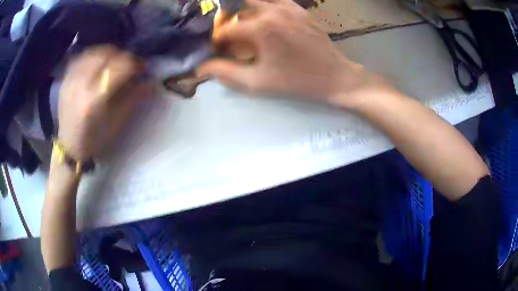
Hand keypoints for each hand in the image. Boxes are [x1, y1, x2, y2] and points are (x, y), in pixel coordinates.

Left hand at [58, 46, 146, 160]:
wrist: (70, 147)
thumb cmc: (95, 140)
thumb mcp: (117, 123)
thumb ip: (133, 98)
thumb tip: (147, 79)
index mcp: (95, 99)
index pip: (119, 66)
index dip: (135, 63)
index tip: (142, 68)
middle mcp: (81, 84)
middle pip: (107, 54)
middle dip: (122, 56)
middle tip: (127, 65)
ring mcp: (71, 80)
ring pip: (95, 52)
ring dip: (108, 54)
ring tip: (112, 63)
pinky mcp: (66, 79)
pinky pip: (82, 56)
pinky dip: (94, 55)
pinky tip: (98, 63)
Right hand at [199, 0, 385, 105]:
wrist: (335, 77)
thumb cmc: (297, 82)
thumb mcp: (258, 82)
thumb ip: (225, 72)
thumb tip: (200, 67)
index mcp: (260, 27)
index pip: (224, 30)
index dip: (215, 42)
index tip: (216, 53)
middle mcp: (271, 10)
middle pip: (236, 7)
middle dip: (226, 22)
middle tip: (227, 38)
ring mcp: (288, 6)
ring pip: (254, 1)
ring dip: (242, 12)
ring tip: (243, 28)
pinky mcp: (298, 9)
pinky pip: (274, 0)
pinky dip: (262, 6)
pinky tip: (263, 19)